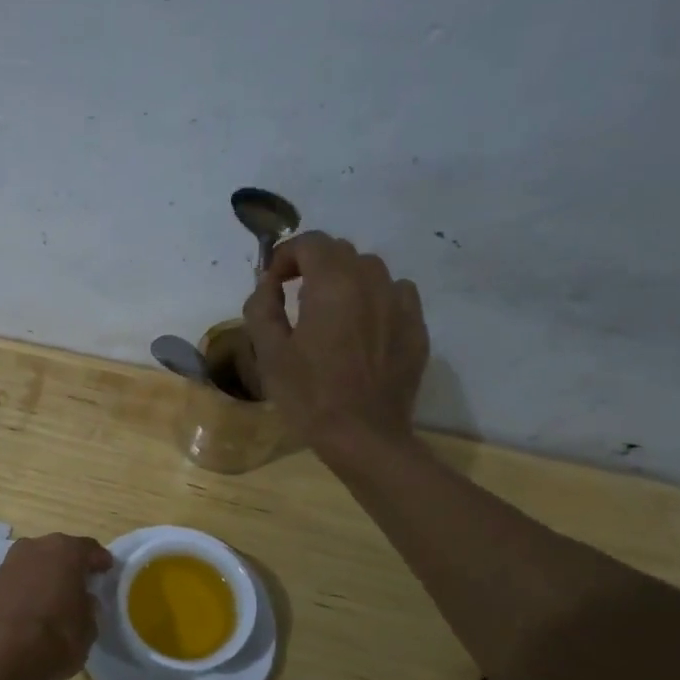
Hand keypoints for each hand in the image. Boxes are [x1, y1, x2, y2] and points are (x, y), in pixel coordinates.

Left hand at [0, 533, 112, 679]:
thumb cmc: (54, 639)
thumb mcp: (88, 628)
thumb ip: (89, 607)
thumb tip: (83, 600)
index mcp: (66, 551)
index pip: (90, 549)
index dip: (100, 561)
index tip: (107, 572)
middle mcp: (37, 547)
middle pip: (61, 550)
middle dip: (72, 564)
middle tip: (83, 582)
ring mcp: (11, 561)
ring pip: (38, 561)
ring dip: (48, 573)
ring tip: (58, 594)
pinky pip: (20, 576)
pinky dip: (29, 585)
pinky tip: (35, 602)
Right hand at [243, 231, 429, 469]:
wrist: (364, 436)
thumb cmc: (309, 395)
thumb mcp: (269, 353)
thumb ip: (262, 307)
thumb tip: (267, 283)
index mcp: (333, 286)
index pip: (310, 243)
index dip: (285, 255)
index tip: (272, 282)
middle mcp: (372, 283)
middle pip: (341, 251)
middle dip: (313, 264)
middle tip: (294, 295)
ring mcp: (400, 304)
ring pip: (371, 270)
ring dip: (345, 278)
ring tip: (329, 310)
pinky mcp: (416, 328)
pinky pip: (395, 294)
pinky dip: (374, 298)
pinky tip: (361, 326)